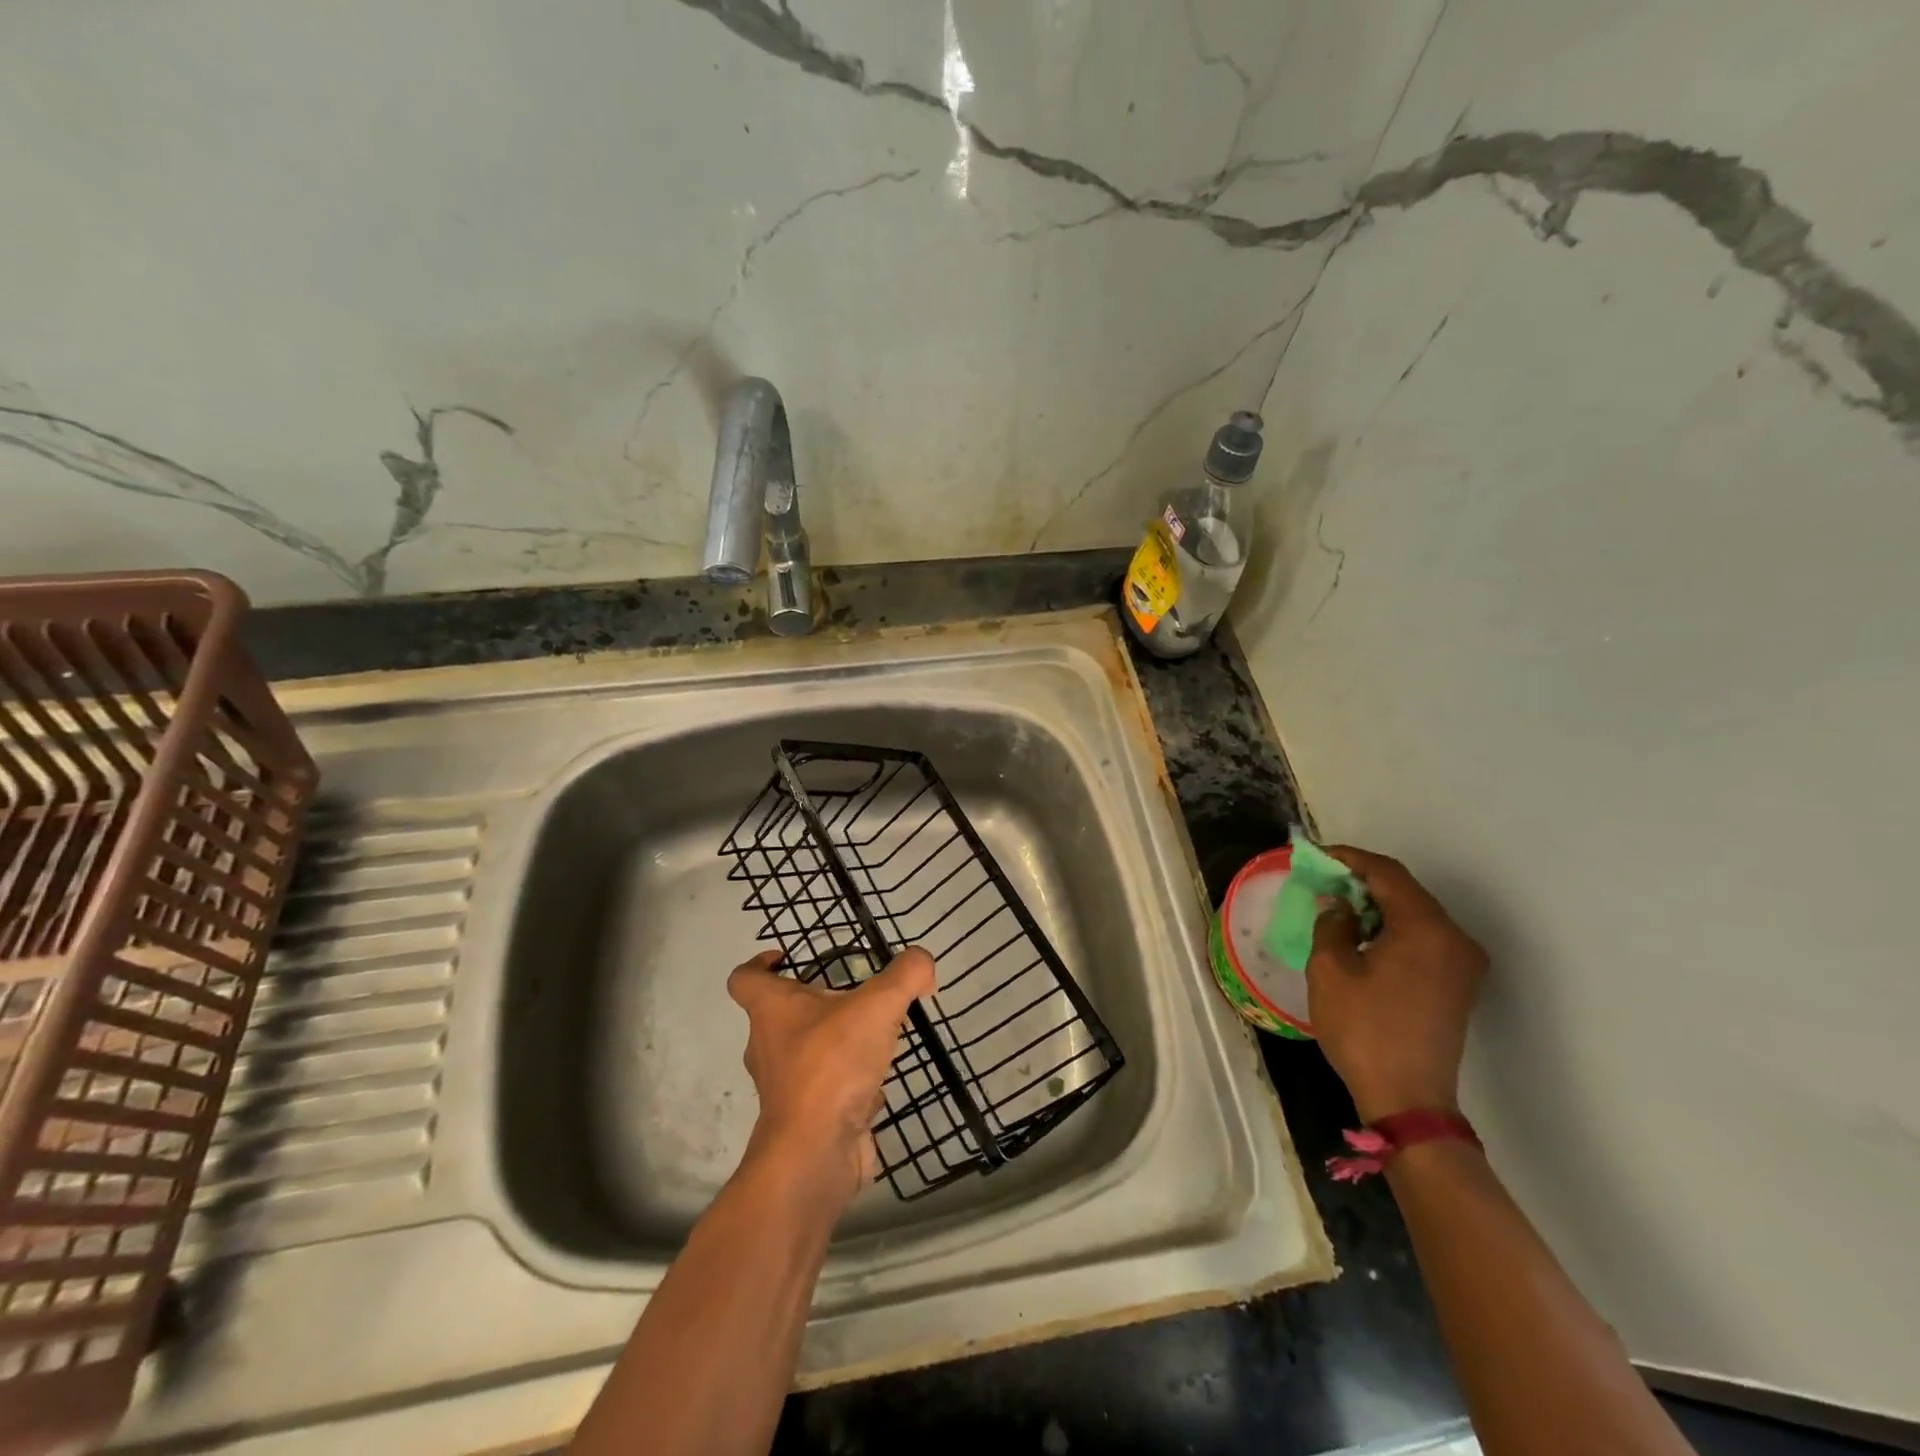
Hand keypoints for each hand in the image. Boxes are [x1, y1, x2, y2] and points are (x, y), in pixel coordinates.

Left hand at [726, 945, 936, 1210]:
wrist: (815, 1153)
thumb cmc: (832, 1065)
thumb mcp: (878, 1005)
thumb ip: (906, 975)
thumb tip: (923, 965)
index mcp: (771, 1011)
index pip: (745, 979)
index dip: (759, 963)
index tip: (785, 957)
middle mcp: (768, 1046)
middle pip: (779, 1015)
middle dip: (812, 1002)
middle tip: (852, 995)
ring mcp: (784, 1086)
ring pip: (804, 1052)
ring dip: (833, 1042)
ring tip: (874, 1034)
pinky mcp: (804, 1118)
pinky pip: (824, 1088)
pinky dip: (846, 1081)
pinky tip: (877, 1079)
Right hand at [1306, 846, 1486, 1122]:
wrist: (1408, 1098)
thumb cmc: (1364, 1029)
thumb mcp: (1330, 969)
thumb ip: (1333, 923)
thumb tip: (1339, 904)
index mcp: (1425, 928)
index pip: (1387, 873)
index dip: (1349, 858)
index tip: (1316, 856)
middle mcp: (1454, 938)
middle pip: (1406, 891)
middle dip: (1363, 881)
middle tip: (1323, 880)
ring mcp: (1463, 962)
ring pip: (1416, 914)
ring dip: (1378, 905)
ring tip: (1338, 906)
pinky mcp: (1459, 983)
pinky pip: (1425, 937)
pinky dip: (1394, 927)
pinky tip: (1364, 935)